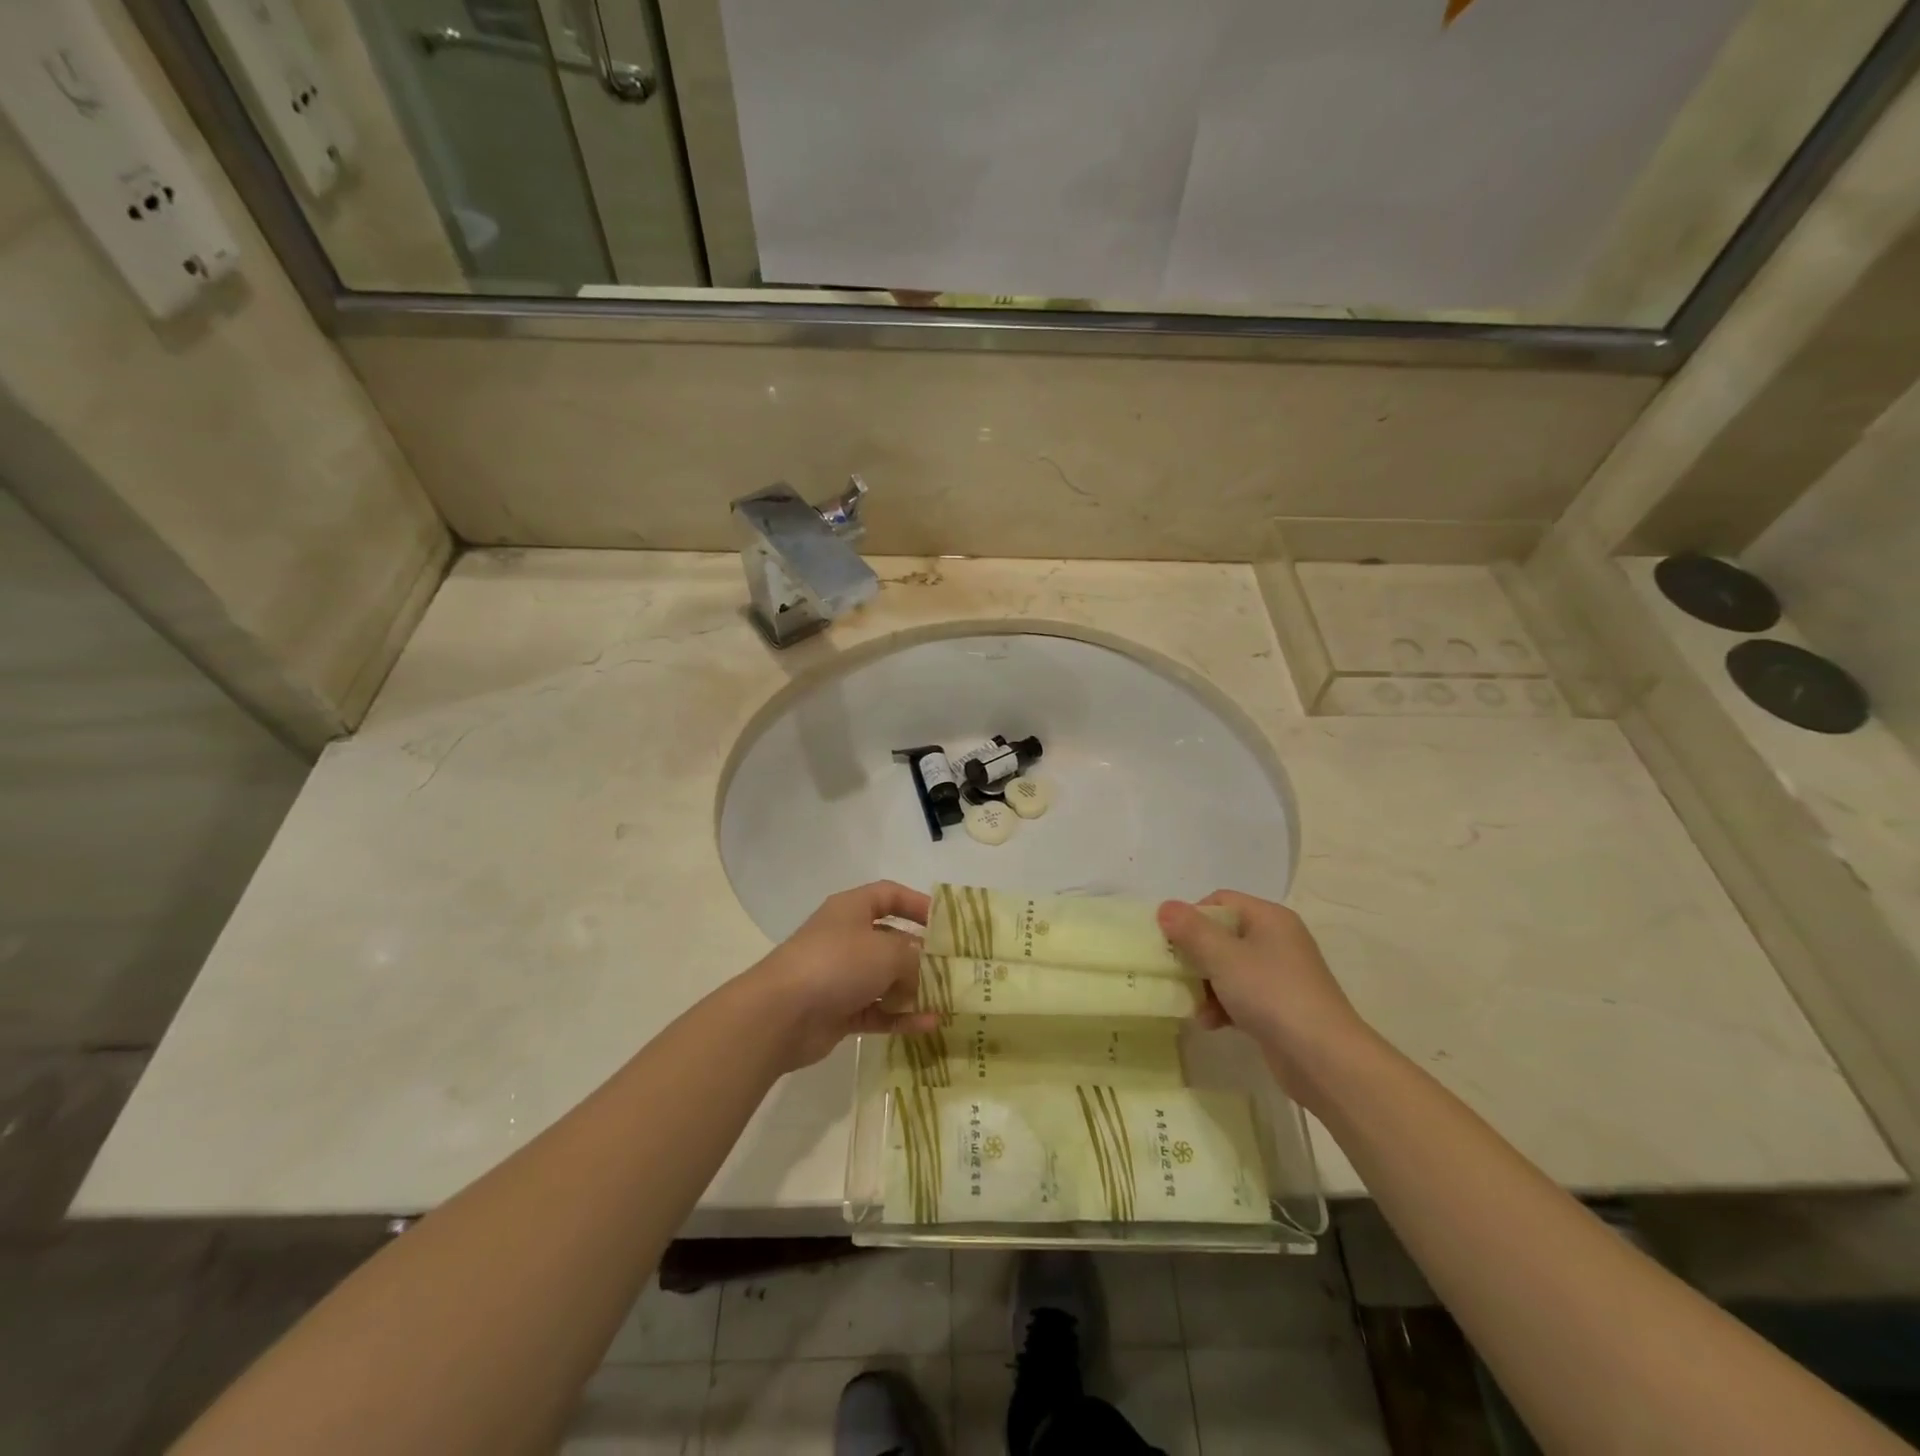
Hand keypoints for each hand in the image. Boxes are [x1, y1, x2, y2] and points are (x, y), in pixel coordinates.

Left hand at [746, 882, 943, 1069]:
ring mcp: (841, 976)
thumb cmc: (837, 964)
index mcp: (852, 910)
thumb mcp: (887, 952)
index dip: (917, 903)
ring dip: (915, 990)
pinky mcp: (839, 1011)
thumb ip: (915, 959)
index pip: (889, 895)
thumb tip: (925, 971)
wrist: (780, 1014)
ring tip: (949, 1000)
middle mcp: (847, 938)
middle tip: (955, 968)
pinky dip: (901, 1017)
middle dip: (922, 955)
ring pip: (886, 980)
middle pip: (891, 940)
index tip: (945, 923)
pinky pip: (878, 1011)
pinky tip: (930, 1025)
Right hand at [1158, 891, 1371, 1102]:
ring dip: (1205, 986)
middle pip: (1222, 936)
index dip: (1192, 917)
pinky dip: (1223, 1006)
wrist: (1325, 1060)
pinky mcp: (1279, 1007)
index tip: (1172, 942)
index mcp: (1269, 918)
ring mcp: (1280, 975)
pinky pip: (1241, 996)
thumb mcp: (1223, 957)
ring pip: (1228, 968)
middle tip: (1175, 974)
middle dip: (1195, 956)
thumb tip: (1165, 906)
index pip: (1220, 901)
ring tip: (1194, 1006)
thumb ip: (1190, 930)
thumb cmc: (1271, 994)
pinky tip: (1210, 1024)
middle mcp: (1276, 940)